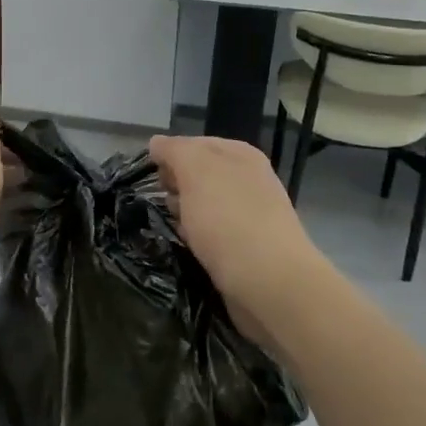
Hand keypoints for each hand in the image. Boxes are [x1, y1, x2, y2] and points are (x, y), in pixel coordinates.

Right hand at [149, 135, 327, 340]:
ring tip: (178, 228)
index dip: (170, 157)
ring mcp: (250, 214)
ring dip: (185, 215)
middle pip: (198, 175)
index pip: (194, 144)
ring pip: (203, 205)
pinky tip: (194, 248)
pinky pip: (212, 233)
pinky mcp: (247, 246)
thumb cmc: (228, 219)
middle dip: (177, 187)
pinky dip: (199, 238)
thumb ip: (175, 151)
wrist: (269, 283)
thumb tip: (157, 143)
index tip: (157, 178)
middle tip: (169, 203)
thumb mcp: (196, 170)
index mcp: (240, 154)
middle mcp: (248, 179)